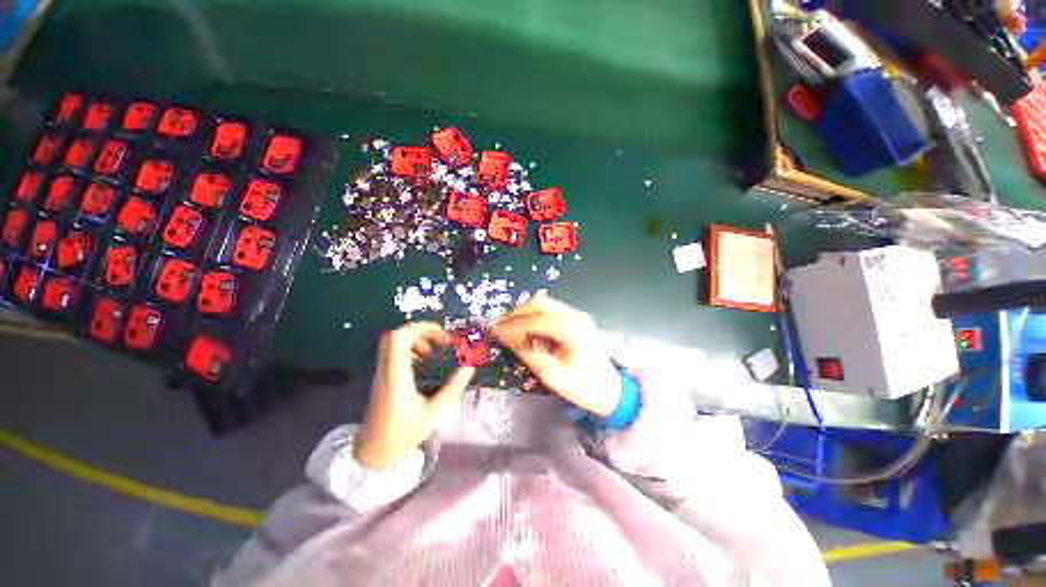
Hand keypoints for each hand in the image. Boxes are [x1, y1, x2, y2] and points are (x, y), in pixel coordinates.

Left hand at [354, 323, 475, 469]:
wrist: (374, 455)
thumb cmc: (403, 435)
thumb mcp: (434, 412)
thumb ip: (453, 387)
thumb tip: (470, 367)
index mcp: (396, 376)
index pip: (399, 338)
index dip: (421, 328)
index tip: (443, 336)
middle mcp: (386, 371)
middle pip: (395, 336)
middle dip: (422, 332)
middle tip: (441, 341)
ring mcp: (381, 374)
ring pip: (393, 344)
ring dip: (416, 340)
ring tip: (433, 352)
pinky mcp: (383, 379)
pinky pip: (393, 354)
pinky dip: (410, 350)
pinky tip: (423, 362)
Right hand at [493, 295, 621, 415]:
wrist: (611, 390)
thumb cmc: (583, 387)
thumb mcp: (552, 375)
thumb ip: (528, 352)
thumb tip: (506, 336)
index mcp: (571, 330)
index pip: (535, 320)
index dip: (512, 325)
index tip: (495, 332)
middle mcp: (575, 315)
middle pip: (539, 303)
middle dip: (516, 313)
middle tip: (500, 327)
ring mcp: (577, 314)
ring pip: (544, 303)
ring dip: (524, 313)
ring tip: (510, 327)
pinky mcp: (576, 318)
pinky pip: (550, 310)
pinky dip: (535, 316)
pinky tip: (526, 328)